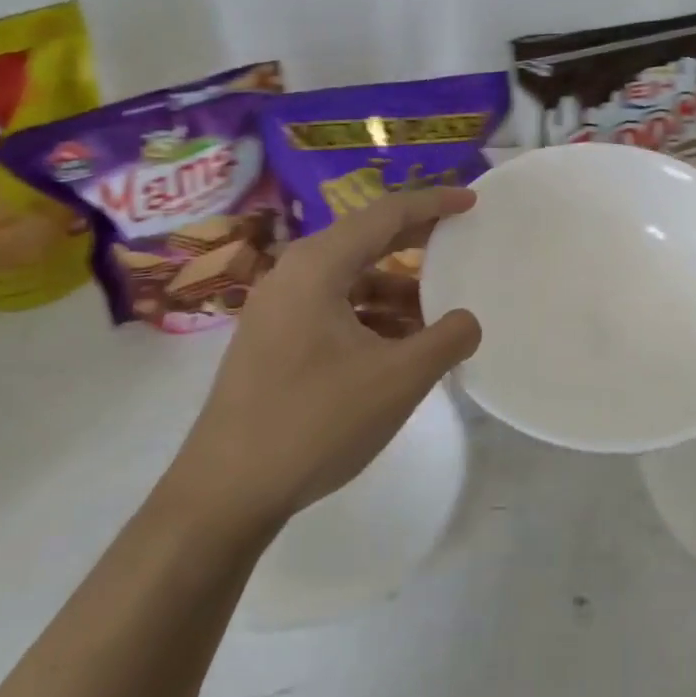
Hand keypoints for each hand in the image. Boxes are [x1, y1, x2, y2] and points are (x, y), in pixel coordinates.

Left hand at [161, 187, 481, 543]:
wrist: (223, 495)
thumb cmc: (314, 423)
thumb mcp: (398, 380)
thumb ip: (447, 340)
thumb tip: (468, 321)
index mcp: (318, 267)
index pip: (386, 214)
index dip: (433, 203)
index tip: (472, 201)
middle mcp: (293, 275)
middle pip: (366, 239)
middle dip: (416, 238)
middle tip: (460, 239)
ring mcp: (278, 309)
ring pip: (351, 279)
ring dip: (396, 289)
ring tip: (438, 312)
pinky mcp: (274, 340)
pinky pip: (335, 308)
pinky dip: (372, 315)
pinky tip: (399, 346)